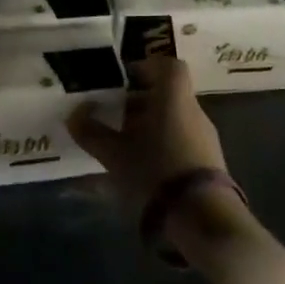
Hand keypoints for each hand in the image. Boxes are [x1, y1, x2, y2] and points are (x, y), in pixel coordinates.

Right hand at [66, 54, 231, 203]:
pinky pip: (183, 141)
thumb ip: (92, 133)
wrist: (203, 217)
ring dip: (151, 126)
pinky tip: (144, 167)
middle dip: (140, 102)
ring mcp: (205, 138)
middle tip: (114, 115)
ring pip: (175, 119)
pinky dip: (163, 145)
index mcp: (174, 99)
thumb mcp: (115, 154)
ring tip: (124, 145)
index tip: (125, 79)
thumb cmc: (156, 171)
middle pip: (168, 95)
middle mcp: (194, 111)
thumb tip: (74, 115)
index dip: (147, 67)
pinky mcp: (210, 163)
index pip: (169, 66)